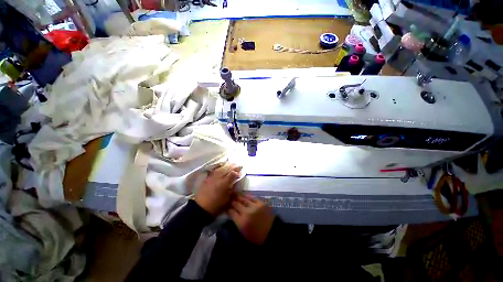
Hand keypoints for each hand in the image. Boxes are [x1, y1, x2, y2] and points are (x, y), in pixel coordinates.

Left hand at [195, 163, 240, 215]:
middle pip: (227, 169)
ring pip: (221, 168)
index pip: (232, 174)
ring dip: (227, 165)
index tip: (240, 173)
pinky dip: (219, 167)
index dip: (237, 172)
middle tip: (238, 165)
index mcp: (224, 183)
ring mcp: (212, 177)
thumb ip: (231, 189)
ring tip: (231, 163)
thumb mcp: (227, 198)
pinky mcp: (207, 178)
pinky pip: (215, 170)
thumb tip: (234, 182)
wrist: (201, 208)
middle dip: (233, 166)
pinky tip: (221, 166)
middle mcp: (218, 178)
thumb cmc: (216, 205)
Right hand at [228, 194, 274, 244]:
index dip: (227, 208)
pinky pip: (252, 197)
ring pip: (243, 199)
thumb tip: (232, 213)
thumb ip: (237, 222)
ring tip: (234, 194)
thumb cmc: (256, 236)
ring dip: (238, 196)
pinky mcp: (260, 203)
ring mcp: (253, 206)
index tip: (226, 206)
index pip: (231, 212)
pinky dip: (247, 195)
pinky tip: (243, 194)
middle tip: (229, 198)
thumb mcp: (244, 233)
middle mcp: (246, 212)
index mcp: (241, 222)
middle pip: (236, 204)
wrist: (271, 232)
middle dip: (231, 201)